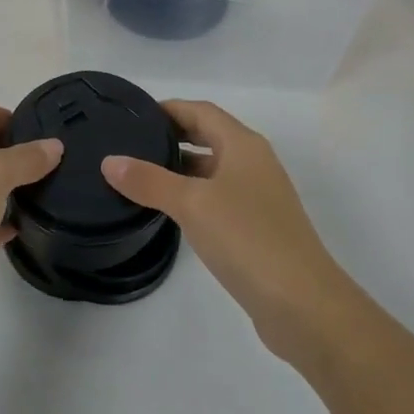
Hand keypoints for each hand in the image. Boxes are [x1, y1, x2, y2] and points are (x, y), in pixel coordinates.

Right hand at [102, 100, 350, 365]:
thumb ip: (149, 181)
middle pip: (209, 136)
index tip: (132, 115)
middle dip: (172, 135)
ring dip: (180, 167)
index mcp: (243, 145)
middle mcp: (253, 163)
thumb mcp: (192, 204)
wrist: (303, 304)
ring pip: (213, 168)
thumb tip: (109, 161)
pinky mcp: (257, 227)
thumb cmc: (247, 238)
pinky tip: (168, 210)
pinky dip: (192, 194)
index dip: (168, 109)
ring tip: (139, 173)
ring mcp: (258, 196)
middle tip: (130, 142)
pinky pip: (217, 197)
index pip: (201, 111)